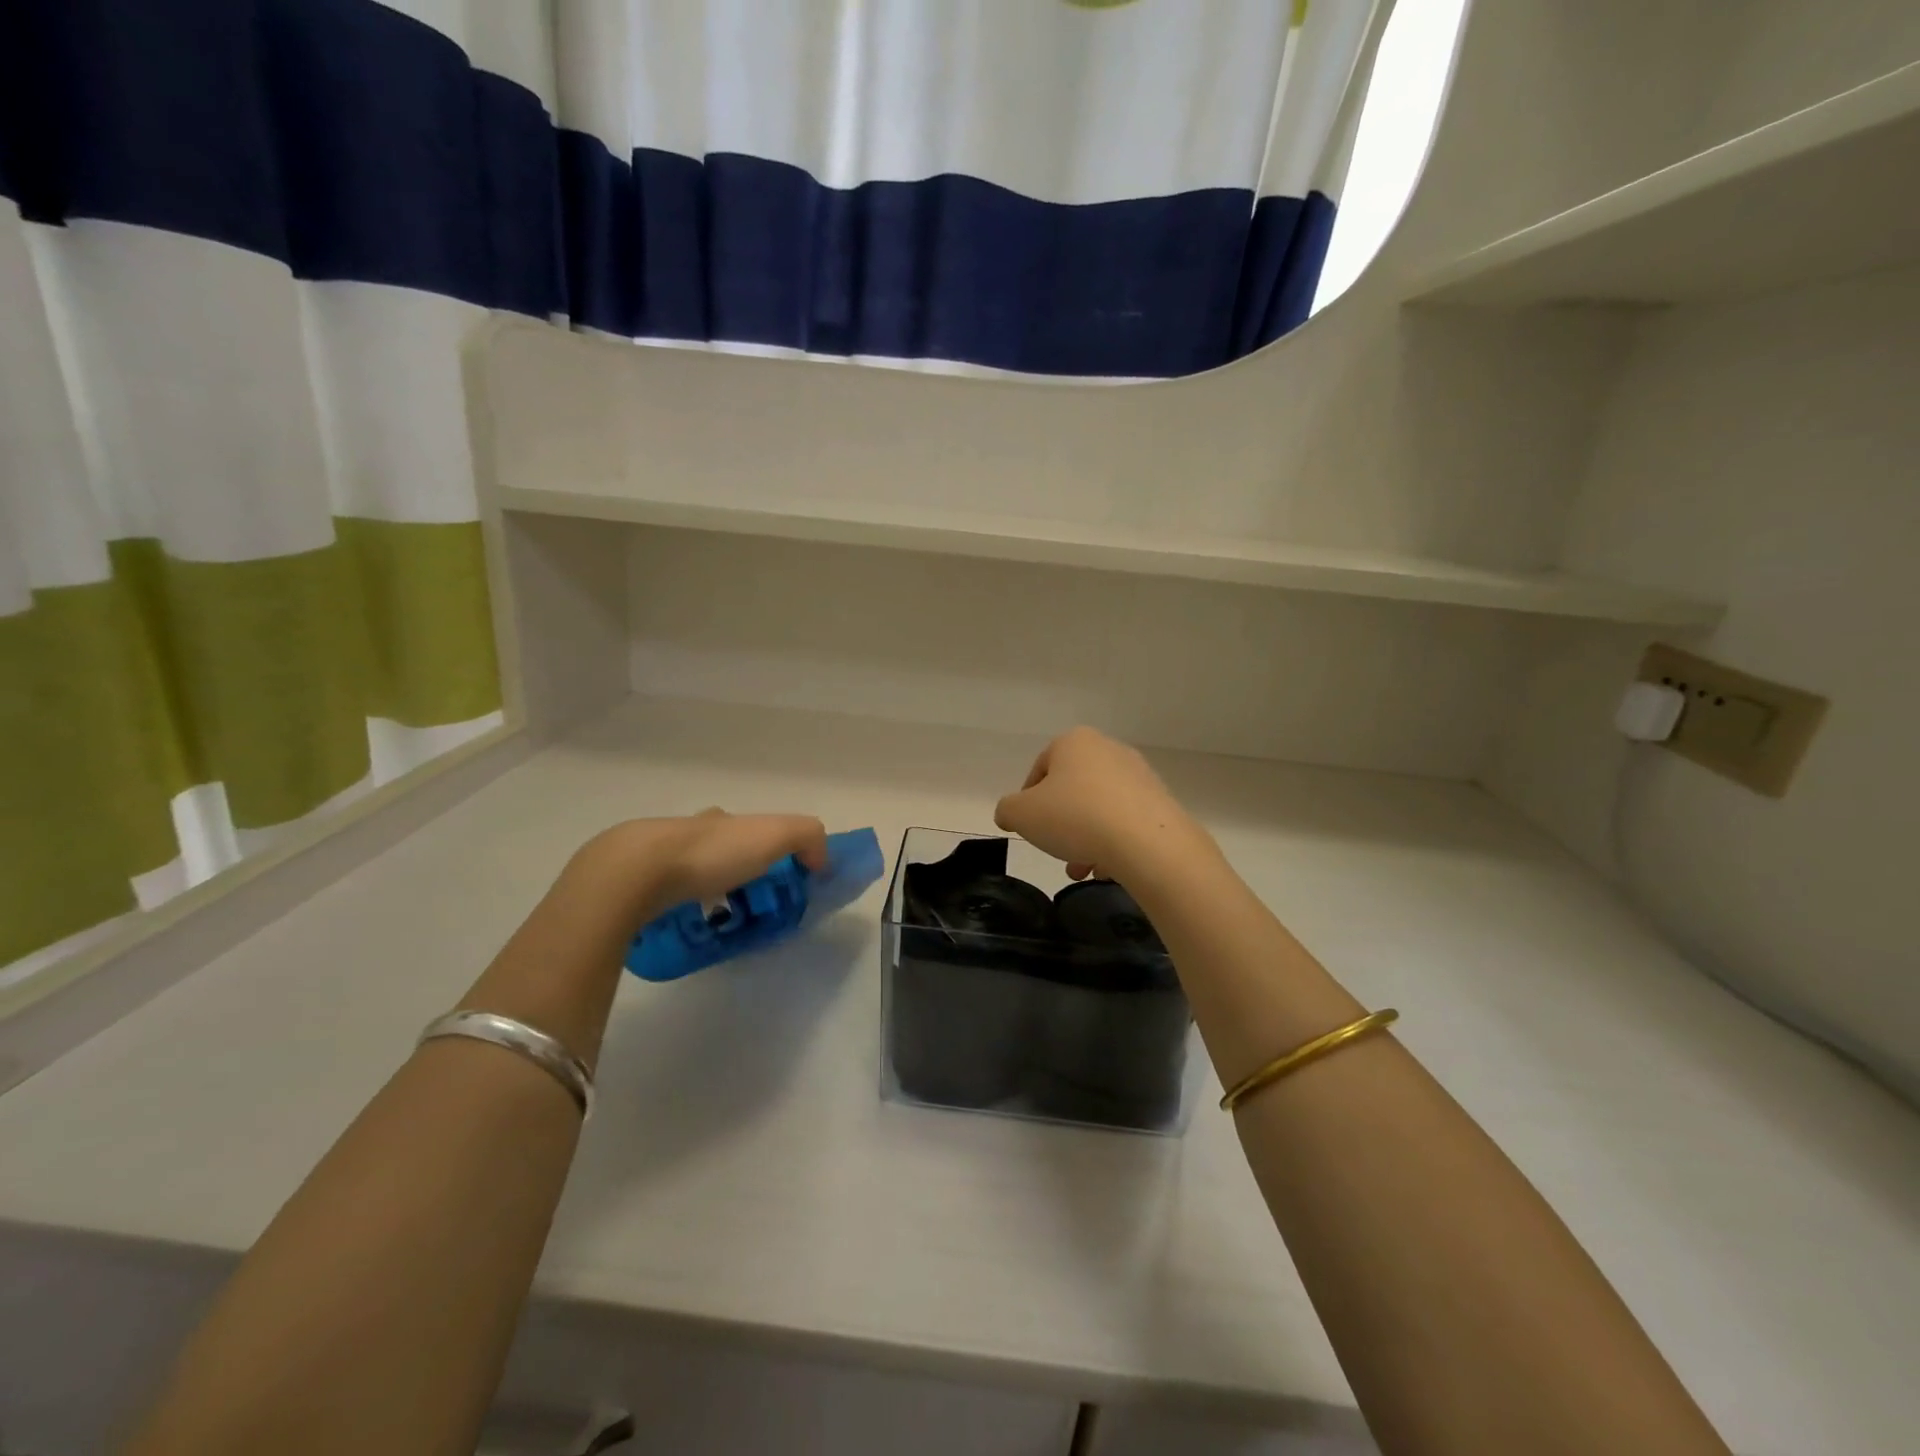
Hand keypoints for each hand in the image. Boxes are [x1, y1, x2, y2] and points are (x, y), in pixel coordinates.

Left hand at [569, 809, 828, 926]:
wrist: (637, 871)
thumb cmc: (713, 853)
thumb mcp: (776, 835)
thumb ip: (808, 838)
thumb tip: (820, 862)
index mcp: (720, 820)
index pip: (746, 826)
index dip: (765, 845)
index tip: (773, 874)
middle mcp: (687, 831)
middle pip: (714, 844)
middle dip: (729, 866)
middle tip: (742, 900)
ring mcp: (654, 857)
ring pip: (685, 869)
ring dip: (699, 887)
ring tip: (710, 919)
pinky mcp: (630, 886)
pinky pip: (660, 895)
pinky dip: (673, 906)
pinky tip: (678, 925)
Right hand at [994, 727, 1205, 881]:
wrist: (1147, 841)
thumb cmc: (1075, 817)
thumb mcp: (1022, 815)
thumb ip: (1007, 810)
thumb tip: (1010, 813)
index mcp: (1073, 742)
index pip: (1040, 769)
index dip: (1028, 801)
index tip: (1029, 828)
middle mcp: (1108, 749)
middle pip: (1072, 790)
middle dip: (1060, 825)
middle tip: (1055, 851)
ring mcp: (1138, 775)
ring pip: (1099, 809)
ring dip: (1085, 839)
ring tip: (1081, 870)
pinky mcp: (1160, 801)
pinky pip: (1126, 821)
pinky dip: (1113, 843)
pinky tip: (1107, 869)